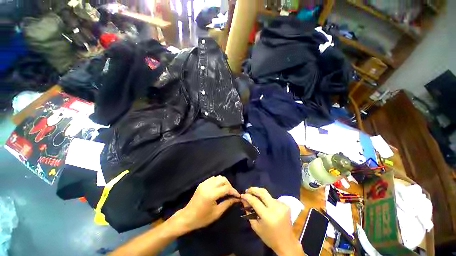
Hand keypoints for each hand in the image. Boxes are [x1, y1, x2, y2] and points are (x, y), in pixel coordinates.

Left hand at [173, 176, 240, 234]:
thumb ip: (227, 204)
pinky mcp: (202, 183)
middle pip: (223, 179)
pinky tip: (218, 188)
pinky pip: (213, 178)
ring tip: (225, 190)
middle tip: (231, 193)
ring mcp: (204, 183)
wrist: (187, 217)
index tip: (238, 196)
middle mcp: (208, 186)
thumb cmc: (202, 218)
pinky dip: (218, 181)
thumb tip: (236, 199)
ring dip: (224, 182)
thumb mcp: (216, 213)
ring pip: (218, 177)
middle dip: (229, 185)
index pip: (226, 188)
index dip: (233, 191)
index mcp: (211, 194)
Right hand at [241, 187, 302, 255]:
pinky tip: (266, 205)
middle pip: (263, 192)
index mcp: (268, 216)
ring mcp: (282, 206)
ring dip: (260, 195)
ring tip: (256, 199)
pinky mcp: (286, 205)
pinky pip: (273, 199)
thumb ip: (249, 212)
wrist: (287, 243)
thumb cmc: (269, 237)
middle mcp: (276, 208)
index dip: (247, 196)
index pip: (255, 201)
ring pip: (268, 195)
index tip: (242, 195)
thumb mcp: (256, 227)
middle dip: (253, 189)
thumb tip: (244, 199)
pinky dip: (268, 200)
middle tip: (248, 190)